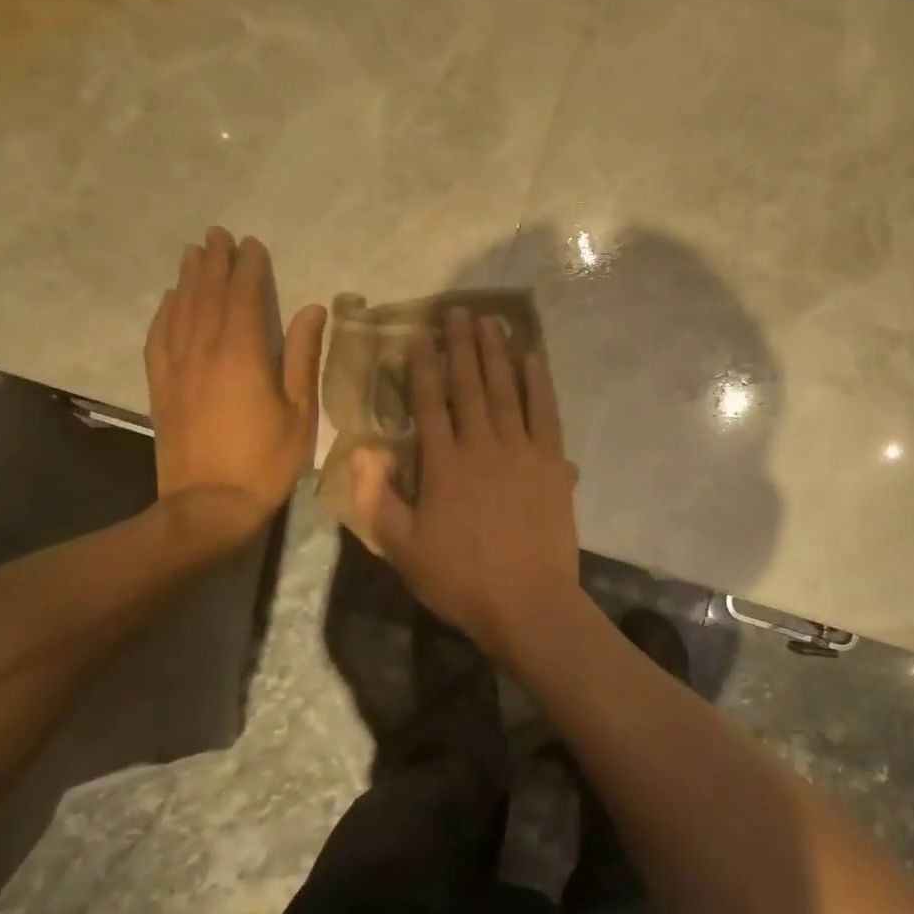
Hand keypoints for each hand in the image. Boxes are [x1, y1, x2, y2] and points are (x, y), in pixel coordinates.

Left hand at [145, 228, 326, 537]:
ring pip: (181, 311)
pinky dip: (165, 313)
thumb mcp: (300, 411)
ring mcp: (177, 369)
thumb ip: (303, 356)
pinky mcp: (161, 388)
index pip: (244, 298)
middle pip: (207, 296)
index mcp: (243, 355)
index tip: (251, 244)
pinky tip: (170, 300)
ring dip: (188, 279)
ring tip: (193, 253)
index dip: (248, 268)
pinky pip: (159, 339)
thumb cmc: (266, 460)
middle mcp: (204, 352)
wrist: (207, 506)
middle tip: (217, 234)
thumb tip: (313, 309)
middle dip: (214, 262)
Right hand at [353, 309, 581, 661]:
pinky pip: (545, 412)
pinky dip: (539, 383)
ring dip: (497, 353)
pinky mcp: (552, 462)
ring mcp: (521, 450)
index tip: (419, 334)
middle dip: (462, 346)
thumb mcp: (403, 549)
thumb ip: (377, 499)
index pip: (429, 403)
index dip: (423, 365)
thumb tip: (361, 452)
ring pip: (506, 390)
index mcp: (443, 464)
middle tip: (458, 311)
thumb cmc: (460, 579)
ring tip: (491, 321)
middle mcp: (481, 445)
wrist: (527, 603)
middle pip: (469, 385)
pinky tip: (533, 358)